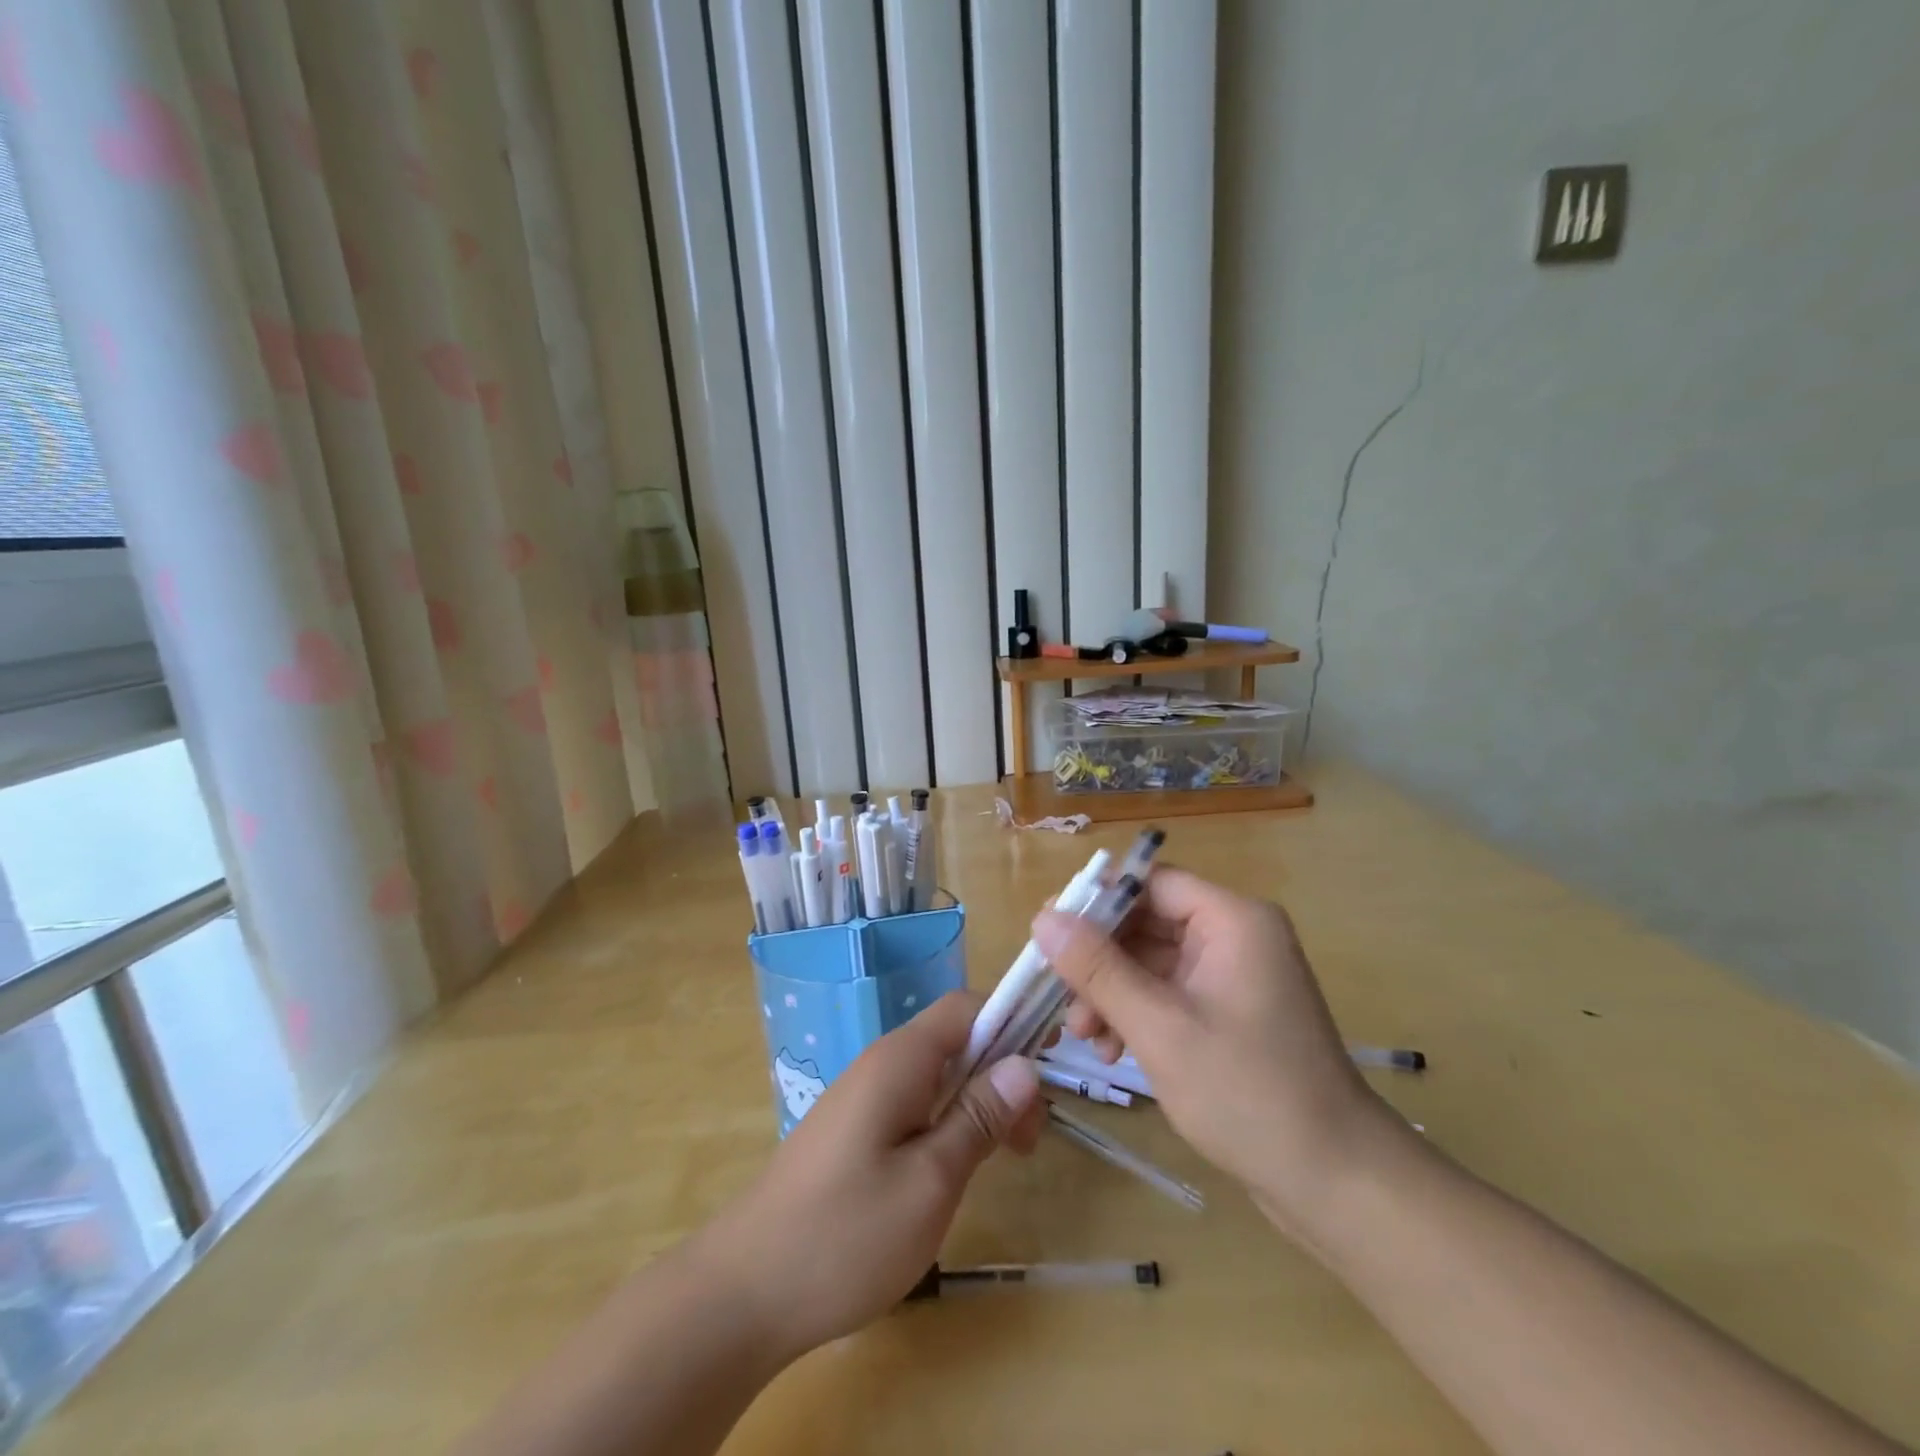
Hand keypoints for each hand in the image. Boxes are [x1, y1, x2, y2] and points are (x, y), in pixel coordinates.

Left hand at [691, 992, 1042, 1362]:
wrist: (744, 1291)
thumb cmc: (845, 1235)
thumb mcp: (930, 1181)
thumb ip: (978, 1117)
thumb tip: (1024, 1064)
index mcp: (900, 1060)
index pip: (965, 1006)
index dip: (1011, 1021)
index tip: (1047, 1067)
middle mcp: (881, 1064)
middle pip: (955, 1040)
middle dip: (1001, 1072)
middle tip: (1030, 1140)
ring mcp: (864, 1097)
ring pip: (937, 1075)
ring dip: (977, 1102)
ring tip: (1005, 1156)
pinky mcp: (854, 1130)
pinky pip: (915, 1103)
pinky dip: (948, 1122)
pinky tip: (957, 1166)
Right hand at [1034, 868, 1414, 1234]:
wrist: (1336, 1182)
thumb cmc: (1247, 1093)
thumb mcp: (1160, 1028)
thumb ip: (1098, 969)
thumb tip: (1043, 918)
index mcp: (1232, 920)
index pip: (1149, 883)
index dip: (1096, 902)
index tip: (1048, 934)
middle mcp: (1235, 935)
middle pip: (1147, 922)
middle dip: (1099, 959)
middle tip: (1059, 997)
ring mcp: (1234, 975)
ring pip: (1152, 960)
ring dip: (1112, 990)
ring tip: (1083, 1036)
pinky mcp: (1231, 1010)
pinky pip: (1170, 991)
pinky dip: (1137, 1012)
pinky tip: (1112, 1050)